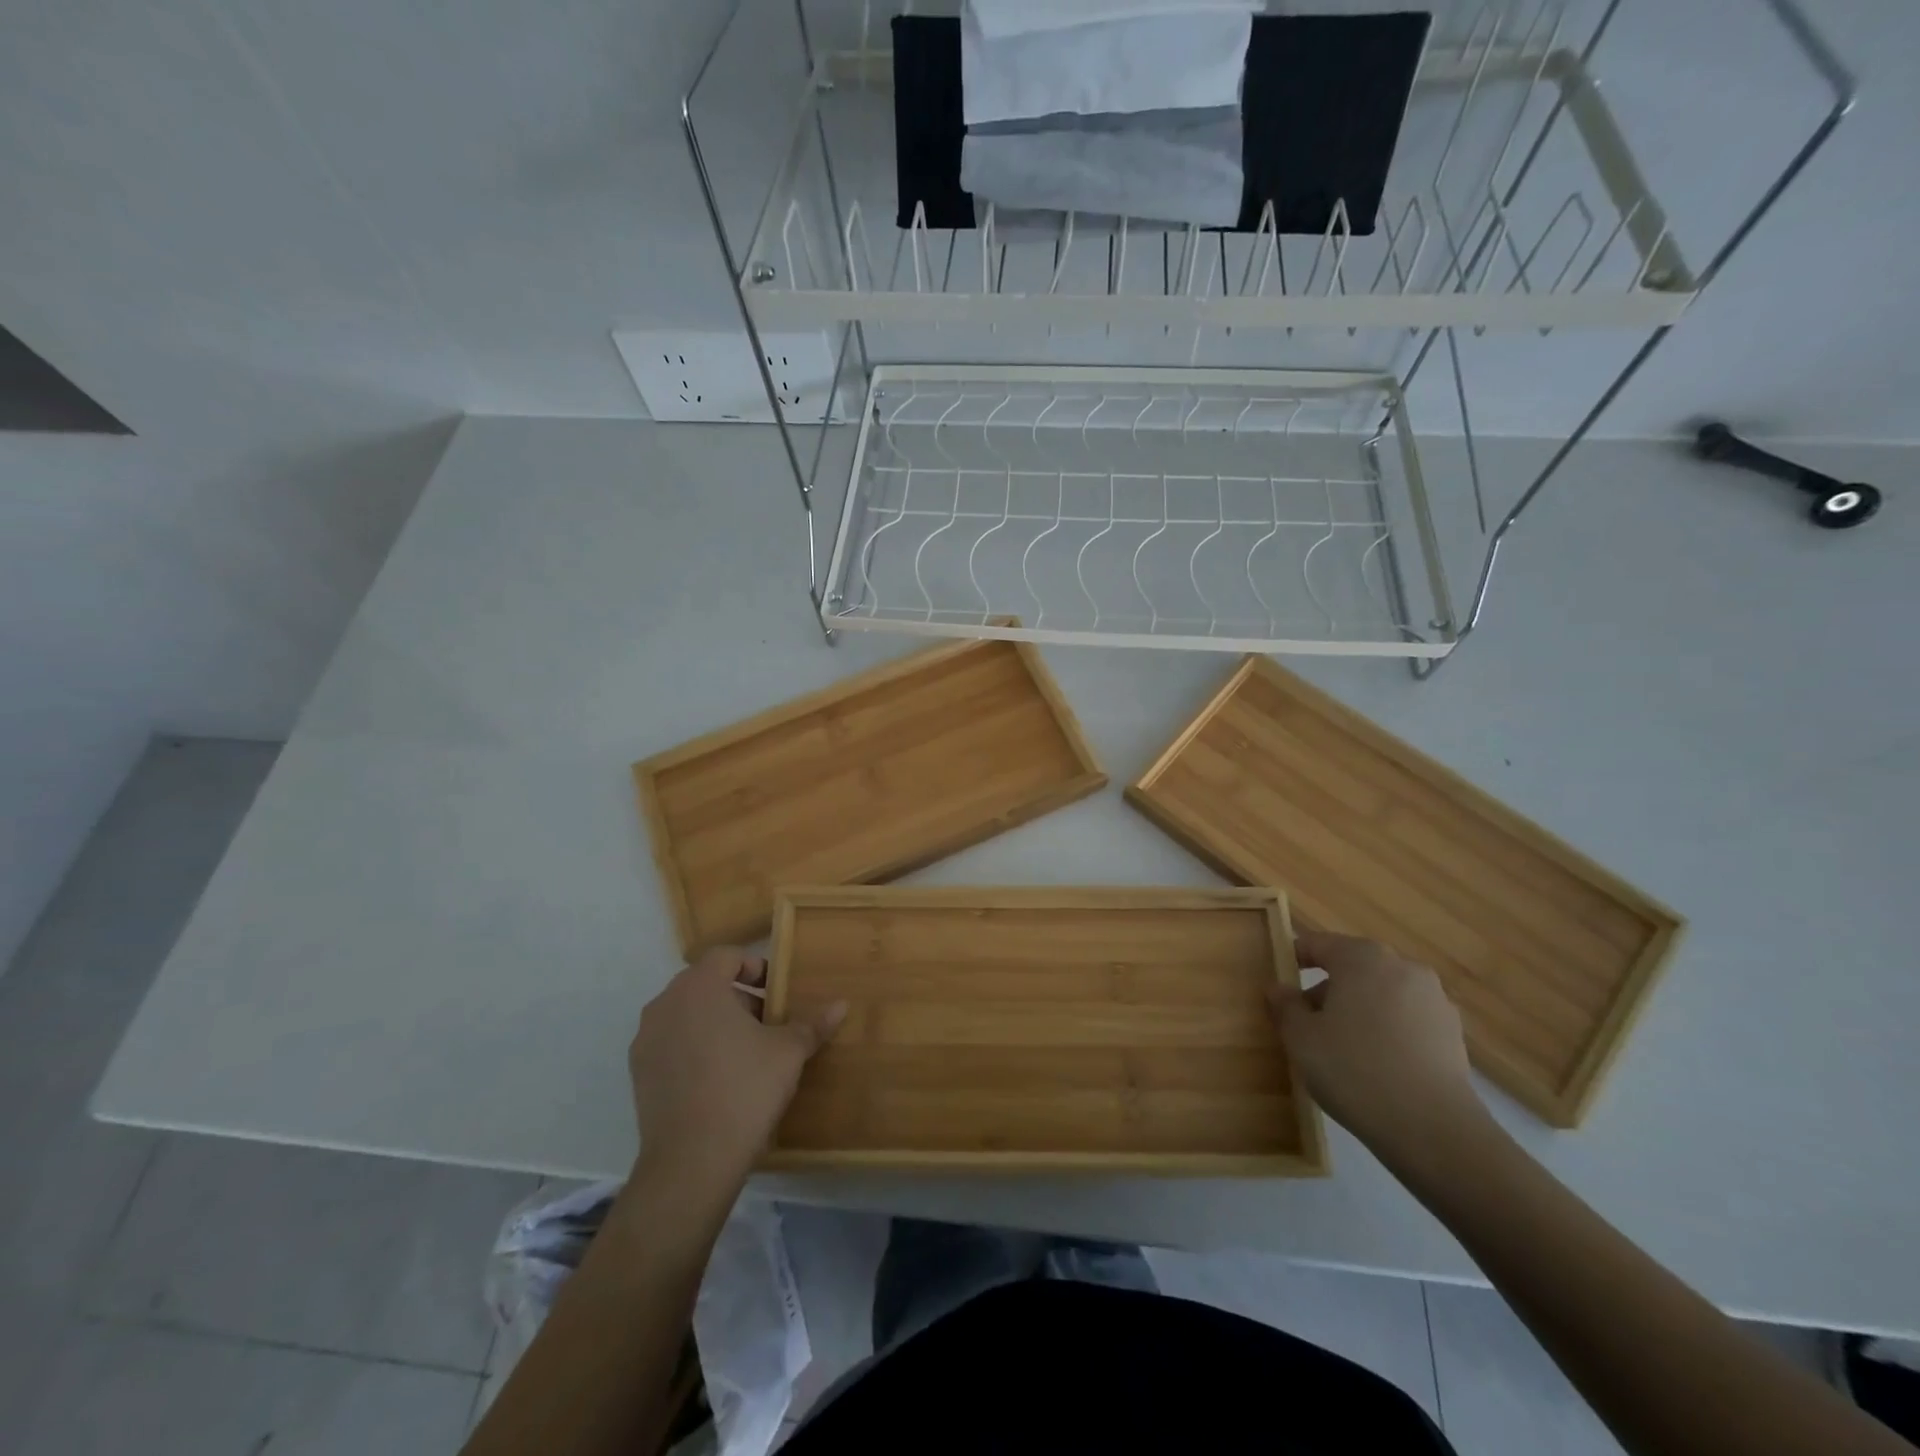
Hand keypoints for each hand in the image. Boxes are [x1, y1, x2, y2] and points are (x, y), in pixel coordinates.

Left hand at [628, 947, 845, 1192]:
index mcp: (699, 987)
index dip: (755, 968)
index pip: (726, 956)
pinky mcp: (639, 1073)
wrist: (691, 1162)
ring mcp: (646, 1040)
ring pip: (687, 1014)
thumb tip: (841, 1005)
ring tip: (745, 1053)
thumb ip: (812, 1023)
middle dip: (738, 998)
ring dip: (715, 1022)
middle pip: (705, 984)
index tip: (776, 993)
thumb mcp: (789, 1052)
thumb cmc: (745, 1089)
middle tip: (767, 1024)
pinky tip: (719, 1079)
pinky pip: (672, 1044)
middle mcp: (665, 1004)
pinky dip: (694, 1048)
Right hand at [1268, 933, 1488, 1162]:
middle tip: (1306, 1022)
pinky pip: (1407, 1019)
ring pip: (1382, 993)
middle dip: (1328, 989)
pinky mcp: (1453, 1034)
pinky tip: (1376, 1065)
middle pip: (1353, 968)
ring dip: (1359, 1010)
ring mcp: (1434, 999)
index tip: (1279, 981)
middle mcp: (1402, 967)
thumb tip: (1279, 988)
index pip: (1318, 944)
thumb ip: (1285, 1006)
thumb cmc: (1354, 1069)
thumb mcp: (1301, 1038)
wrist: (1433, 1129)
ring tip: (1341, 1048)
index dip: (1294, 958)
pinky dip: (1387, 1030)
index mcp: (1361, 957)